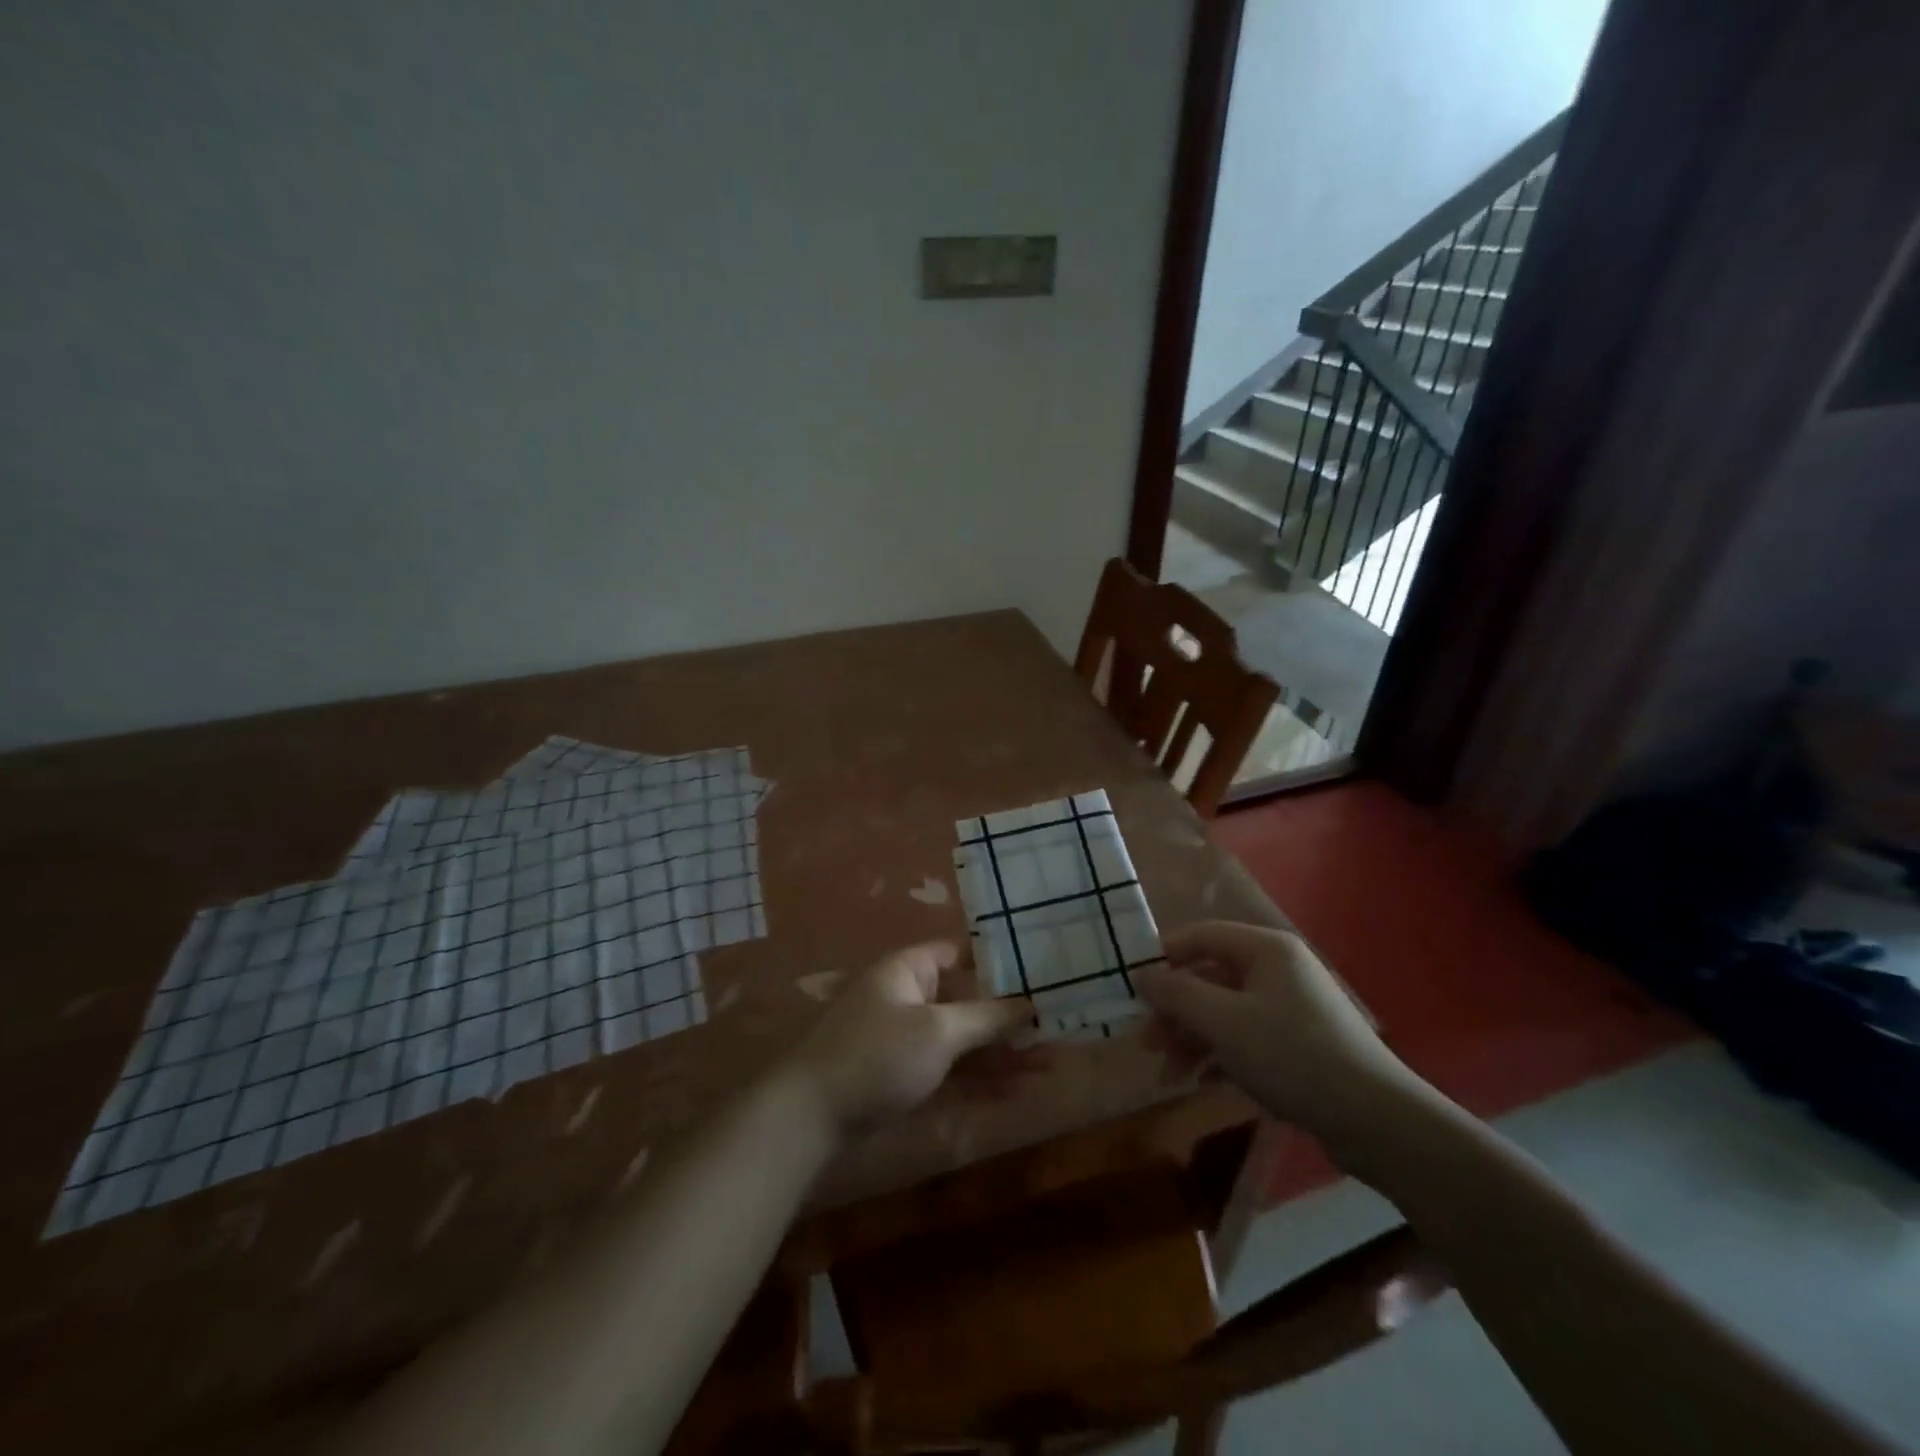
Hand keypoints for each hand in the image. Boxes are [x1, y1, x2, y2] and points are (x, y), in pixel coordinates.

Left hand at [783, 942, 1031, 1136]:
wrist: (811, 1117)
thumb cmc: (877, 1056)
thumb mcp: (937, 1032)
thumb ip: (986, 1018)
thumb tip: (1029, 1004)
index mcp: (910, 969)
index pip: (963, 952)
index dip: (1001, 960)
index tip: (1042, 971)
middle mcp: (911, 996)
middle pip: (969, 999)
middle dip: (1011, 1016)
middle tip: (1058, 1026)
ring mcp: (908, 1037)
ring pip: (964, 1038)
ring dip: (1002, 1051)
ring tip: (1051, 1064)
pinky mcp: (905, 1074)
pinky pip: (952, 1067)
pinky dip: (981, 1076)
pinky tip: (1018, 1090)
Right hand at [1134, 921, 1415, 1146]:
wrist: (1377, 1122)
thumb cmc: (1293, 1056)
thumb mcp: (1224, 1022)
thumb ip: (1177, 994)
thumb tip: (1141, 974)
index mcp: (1265, 950)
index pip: (1200, 936)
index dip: (1163, 957)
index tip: (1131, 987)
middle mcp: (1277, 971)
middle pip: (1209, 977)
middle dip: (1174, 1010)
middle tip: (1145, 1042)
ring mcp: (1289, 1009)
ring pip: (1223, 1012)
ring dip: (1191, 1038)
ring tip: (1166, 1073)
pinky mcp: (1296, 1045)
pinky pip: (1243, 1038)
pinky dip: (1217, 1055)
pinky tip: (1197, 1081)